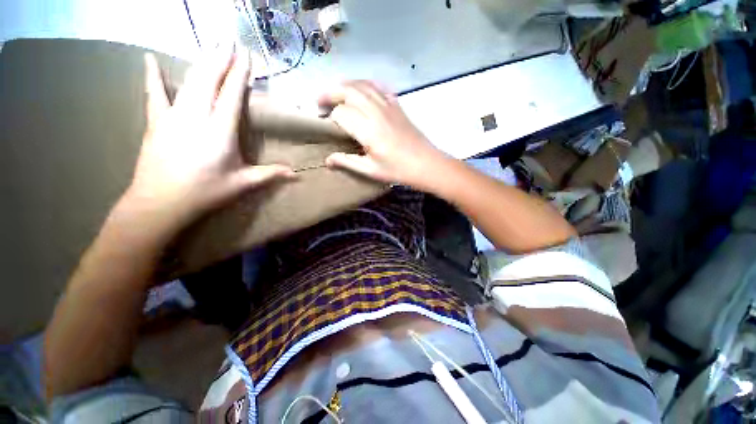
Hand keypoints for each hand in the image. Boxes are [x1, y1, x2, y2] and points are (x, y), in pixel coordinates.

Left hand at [123, 48, 293, 229]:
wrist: (160, 202)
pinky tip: (149, 59)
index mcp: (220, 131)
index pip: (232, 95)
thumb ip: (269, 175)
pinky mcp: (157, 121)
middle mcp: (197, 116)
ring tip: (209, 45)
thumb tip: (296, 175)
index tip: (247, 54)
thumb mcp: (242, 184)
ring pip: (188, 81)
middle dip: (220, 58)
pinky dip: (152, 76)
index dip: (240, 73)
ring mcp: (174, 116)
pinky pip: (154, 93)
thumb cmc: (206, 192)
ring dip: (200, 61)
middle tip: (229, 39)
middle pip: (210, 80)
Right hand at [320, 81, 445, 186]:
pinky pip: (379, 87)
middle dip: (330, 93)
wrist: (426, 164)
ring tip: (336, 93)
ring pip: (363, 85)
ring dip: (346, 86)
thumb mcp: (371, 170)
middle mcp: (377, 112)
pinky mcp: (397, 105)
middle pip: (348, 91)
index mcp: (369, 130)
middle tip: (319, 102)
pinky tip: (361, 90)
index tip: (325, 124)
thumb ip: (348, 162)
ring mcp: (388, 106)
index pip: (342, 113)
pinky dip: (365, 85)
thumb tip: (327, 160)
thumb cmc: (398, 170)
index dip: (330, 117)